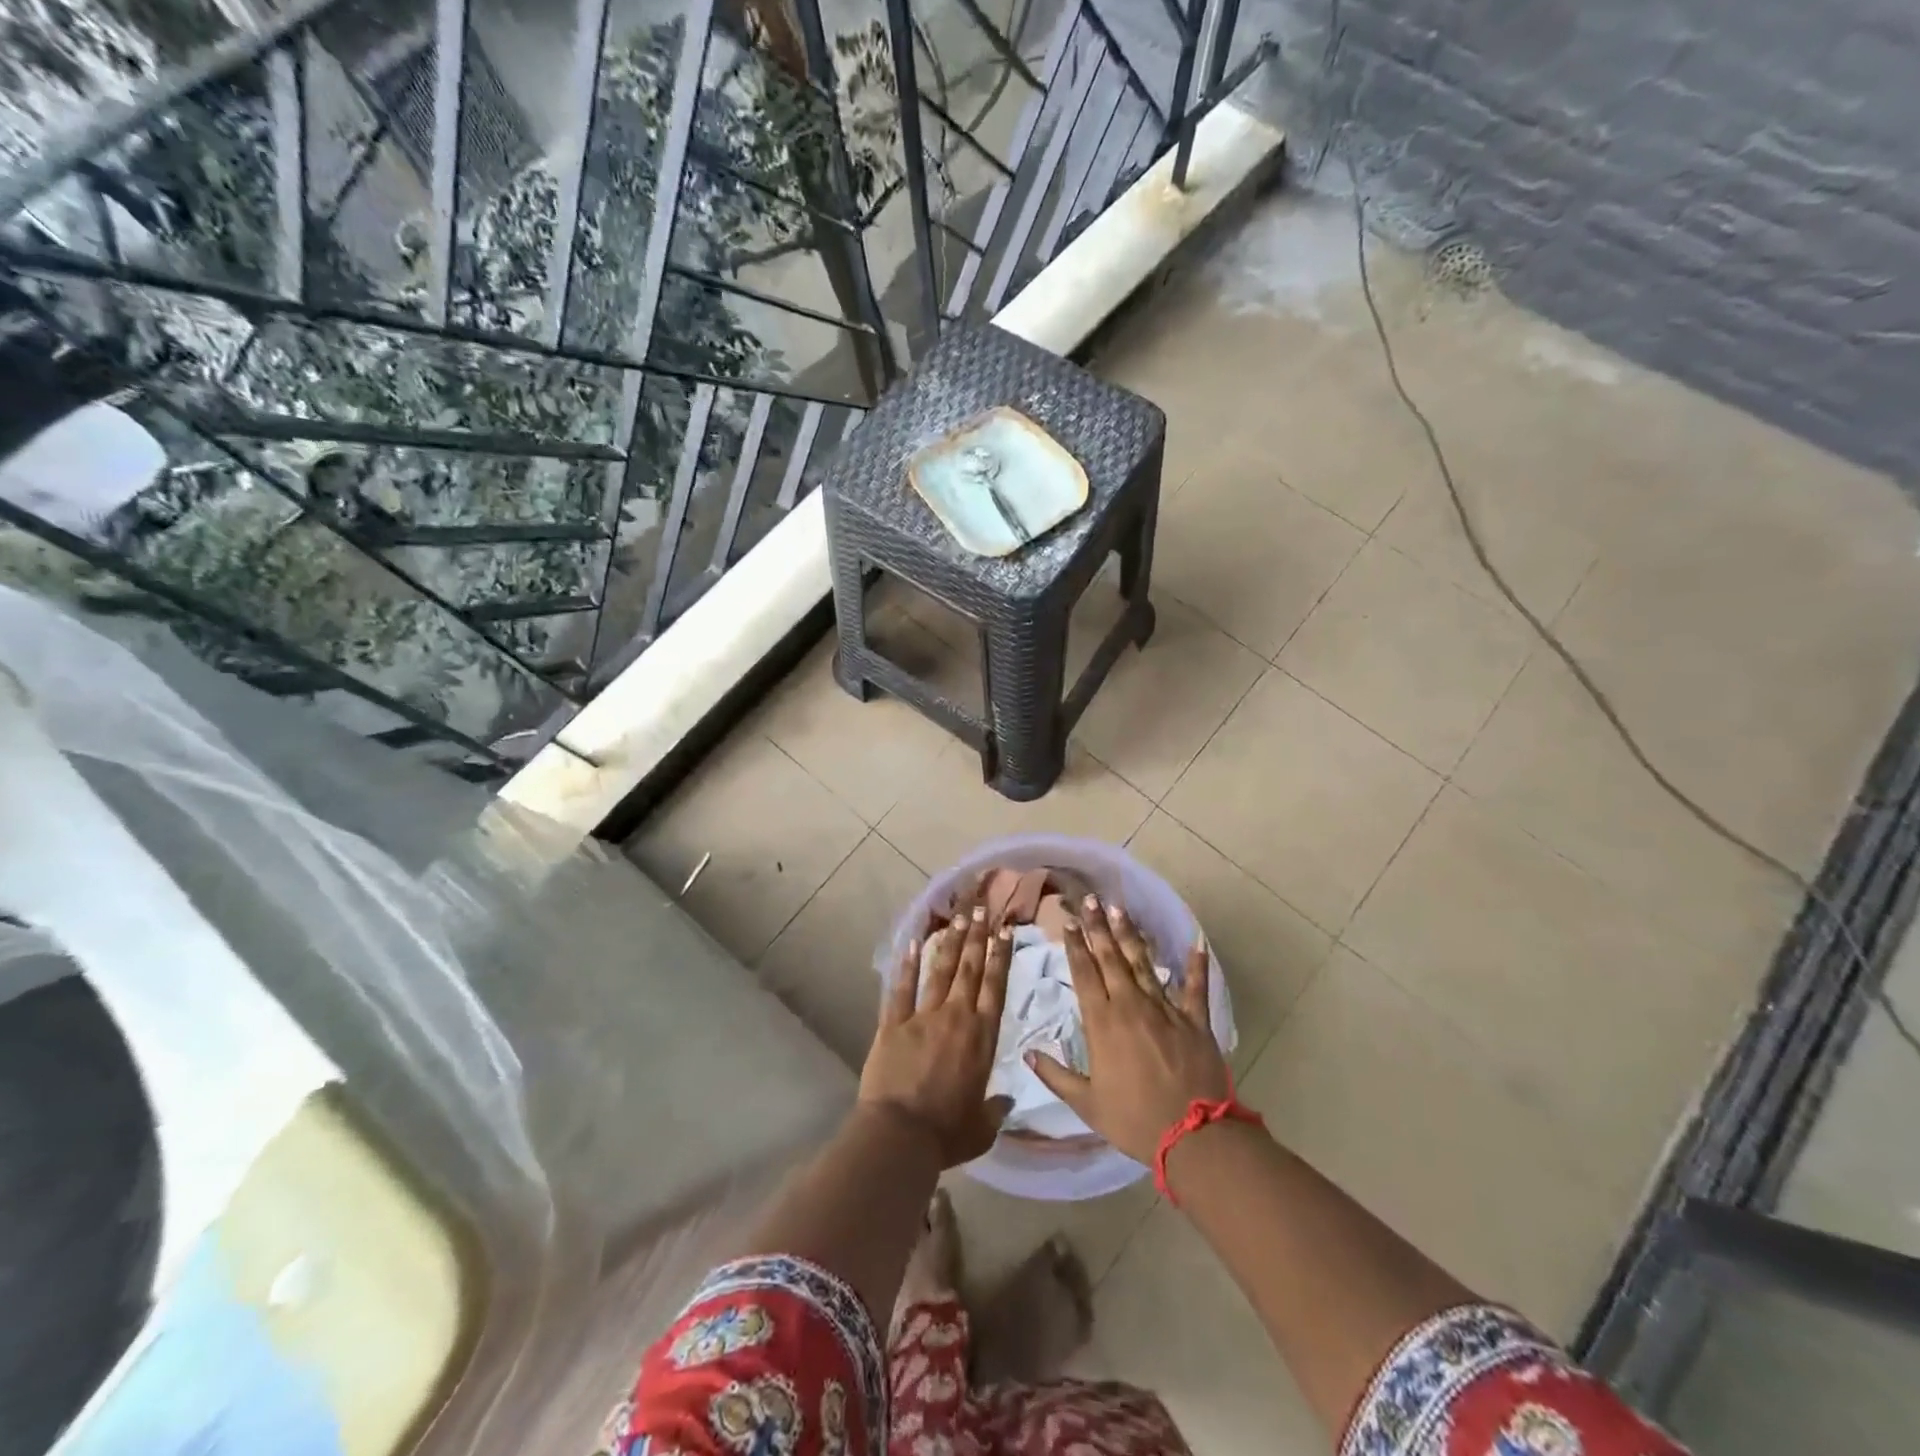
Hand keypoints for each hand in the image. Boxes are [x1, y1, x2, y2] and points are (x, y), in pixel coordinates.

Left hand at [859, 902, 1013, 1166]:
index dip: (1001, 957)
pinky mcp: (893, 1024)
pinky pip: (901, 988)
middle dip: (977, 937)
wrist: (900, 1135)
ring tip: (958, 916)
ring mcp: (922, 1017)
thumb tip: (1006, 1102)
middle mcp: (956, 1018)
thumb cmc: (947, 1134)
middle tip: (982, 909)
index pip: (995, 988)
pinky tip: (912, 942)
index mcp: (982, 1038)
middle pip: (969, 969)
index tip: (1005, 932)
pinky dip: (906, 964)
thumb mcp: (981, 1128)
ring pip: (939, 970)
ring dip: (950, 942)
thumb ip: (995, 1110)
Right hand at [1027, 896, 1229, 1164]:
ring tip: (1120, 910)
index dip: (1075, 947)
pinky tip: (1196, 942)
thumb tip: (1028, 1052)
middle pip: (1111, 959)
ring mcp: (1166, 1009)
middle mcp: (1132, 1005)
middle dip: (1098, 928)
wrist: (1193, 1137)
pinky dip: (1196, 965)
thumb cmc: (1134, 1120)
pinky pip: (1196, 987)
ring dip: (1131, 936)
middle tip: (1090, 901)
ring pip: (1144, 964)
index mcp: (1103, 1023)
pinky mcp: (1195, 1020)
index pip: (1084, 974)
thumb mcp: (1087, 1104)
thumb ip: (1056, 1075)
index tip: (1068, 923)